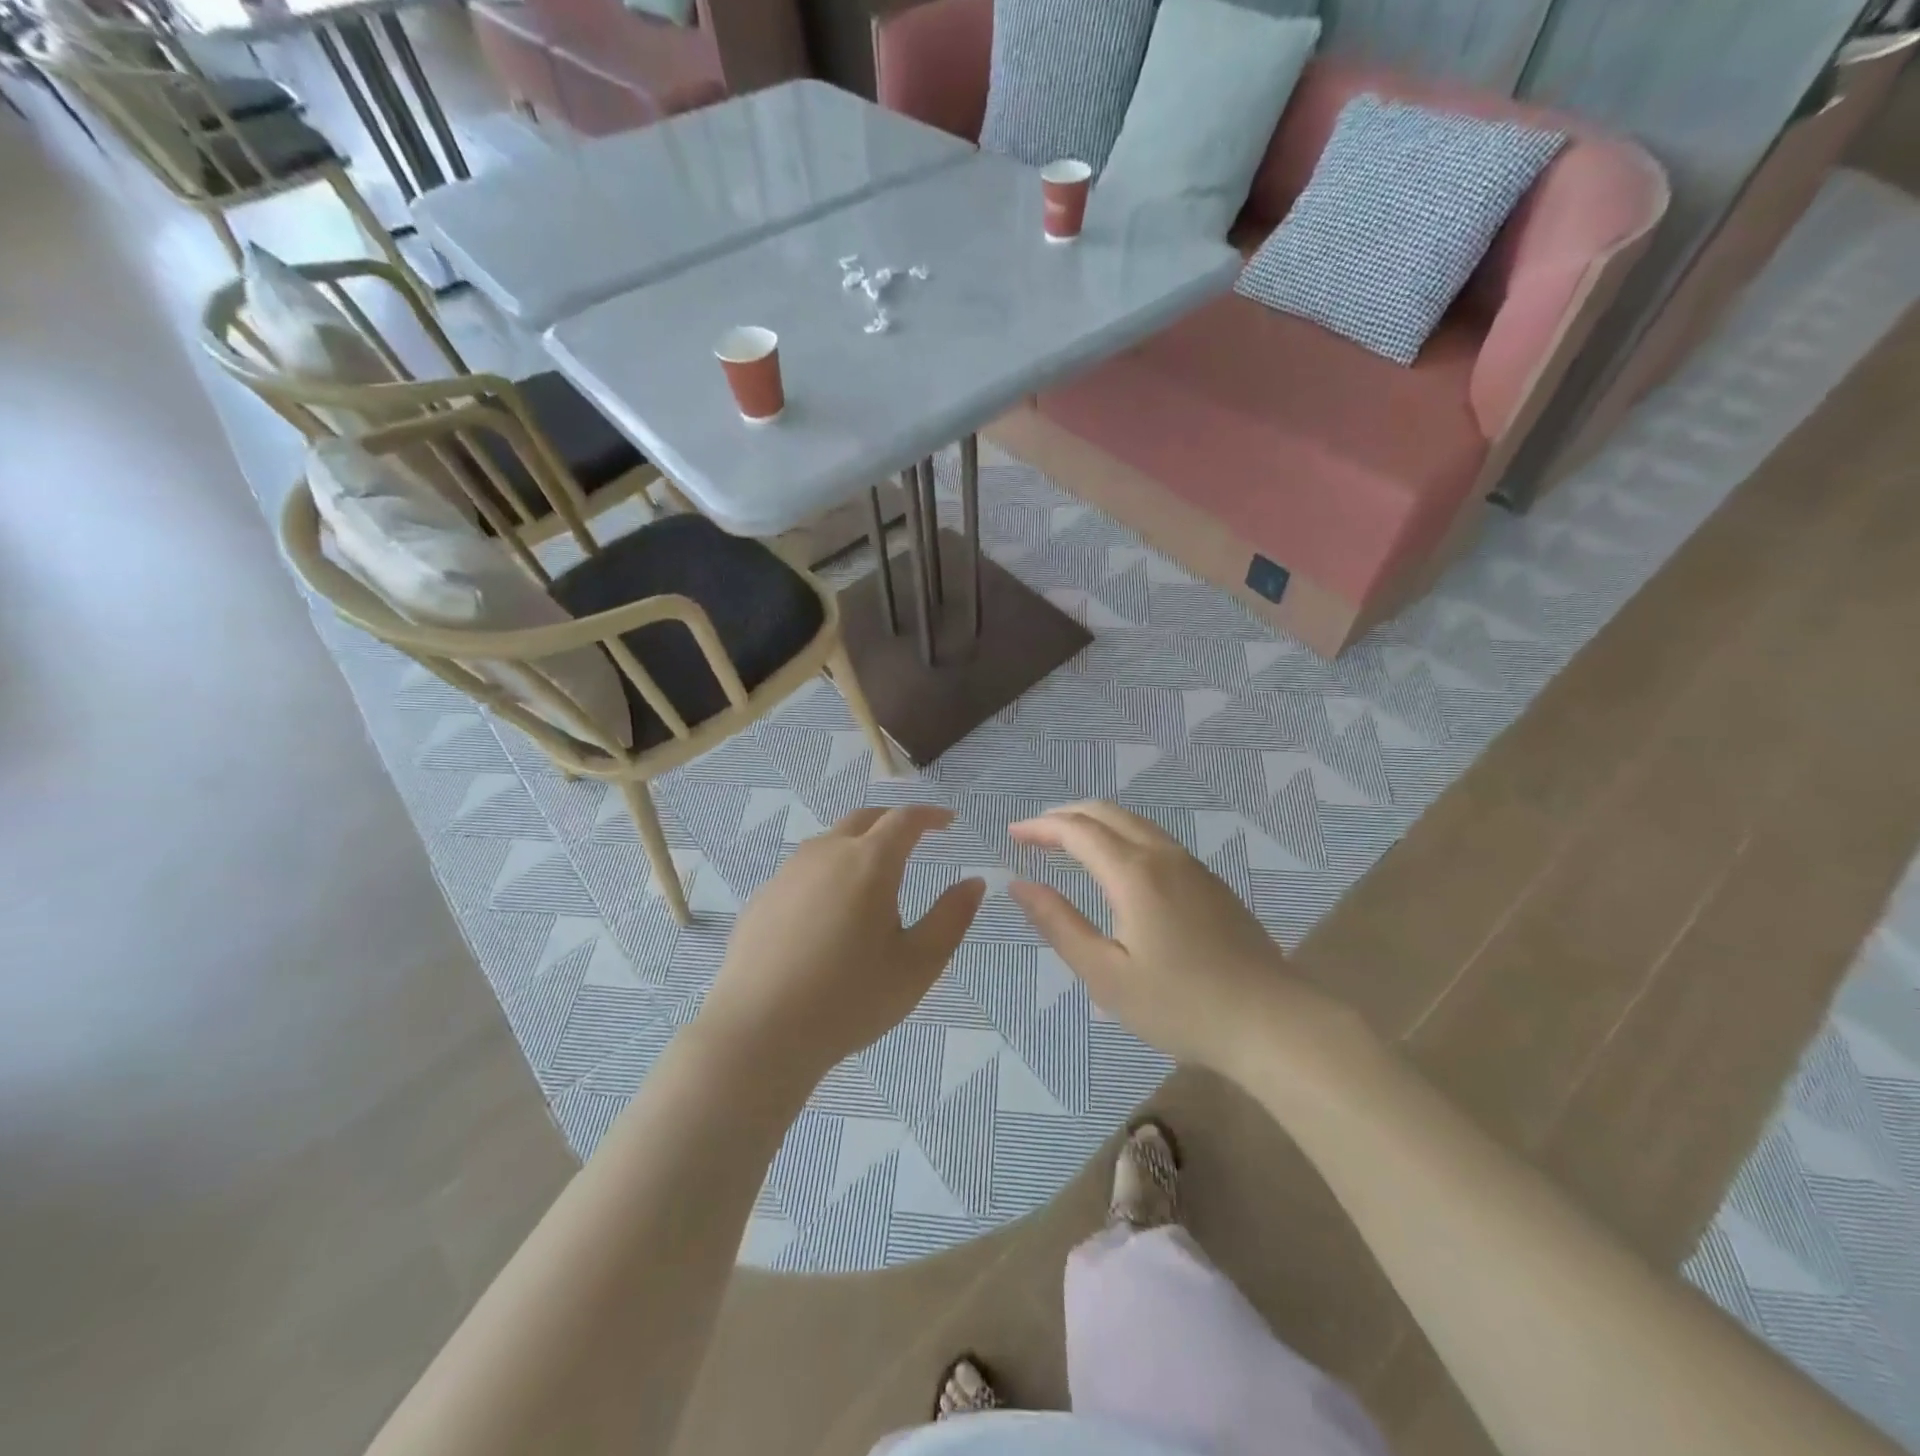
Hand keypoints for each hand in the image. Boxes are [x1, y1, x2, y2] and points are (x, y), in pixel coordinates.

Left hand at [698, 805, 984, 1085]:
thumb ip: (951, 918)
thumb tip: (973, 883)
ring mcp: (788, 873)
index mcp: (869, 862)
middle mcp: (826, 853)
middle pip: (865, 818)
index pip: (905, 819)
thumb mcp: (918, 965)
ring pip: (830, 841)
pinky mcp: (763, 898)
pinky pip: (804, 870)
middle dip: (893, 820)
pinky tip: (829, 910)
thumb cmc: (850, 999)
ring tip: (873, 874)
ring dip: (858, 844)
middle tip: (914, 837)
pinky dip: (828, 872)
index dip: (930, 815)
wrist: (759, 1033)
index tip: (947, 821)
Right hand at [1009, 802, 1362, 1081]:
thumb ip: (1059, 924)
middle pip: (1106, 813)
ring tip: (1067, 841)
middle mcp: (1162, 855)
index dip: (1041, 827)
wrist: (1271, 1021)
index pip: (1077, 830)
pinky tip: (1115, 863)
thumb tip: (1020, 885)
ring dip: (1095, 822)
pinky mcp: (1210, 882)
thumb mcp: (1106, 975)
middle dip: (1065, 816)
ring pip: (1134, 822)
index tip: (1013, 834)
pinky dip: (1121, 835)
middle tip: (1034, 833)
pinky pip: (1155, 839)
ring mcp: (1192, 866)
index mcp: (1134, 873)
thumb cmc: (1180, 1005)